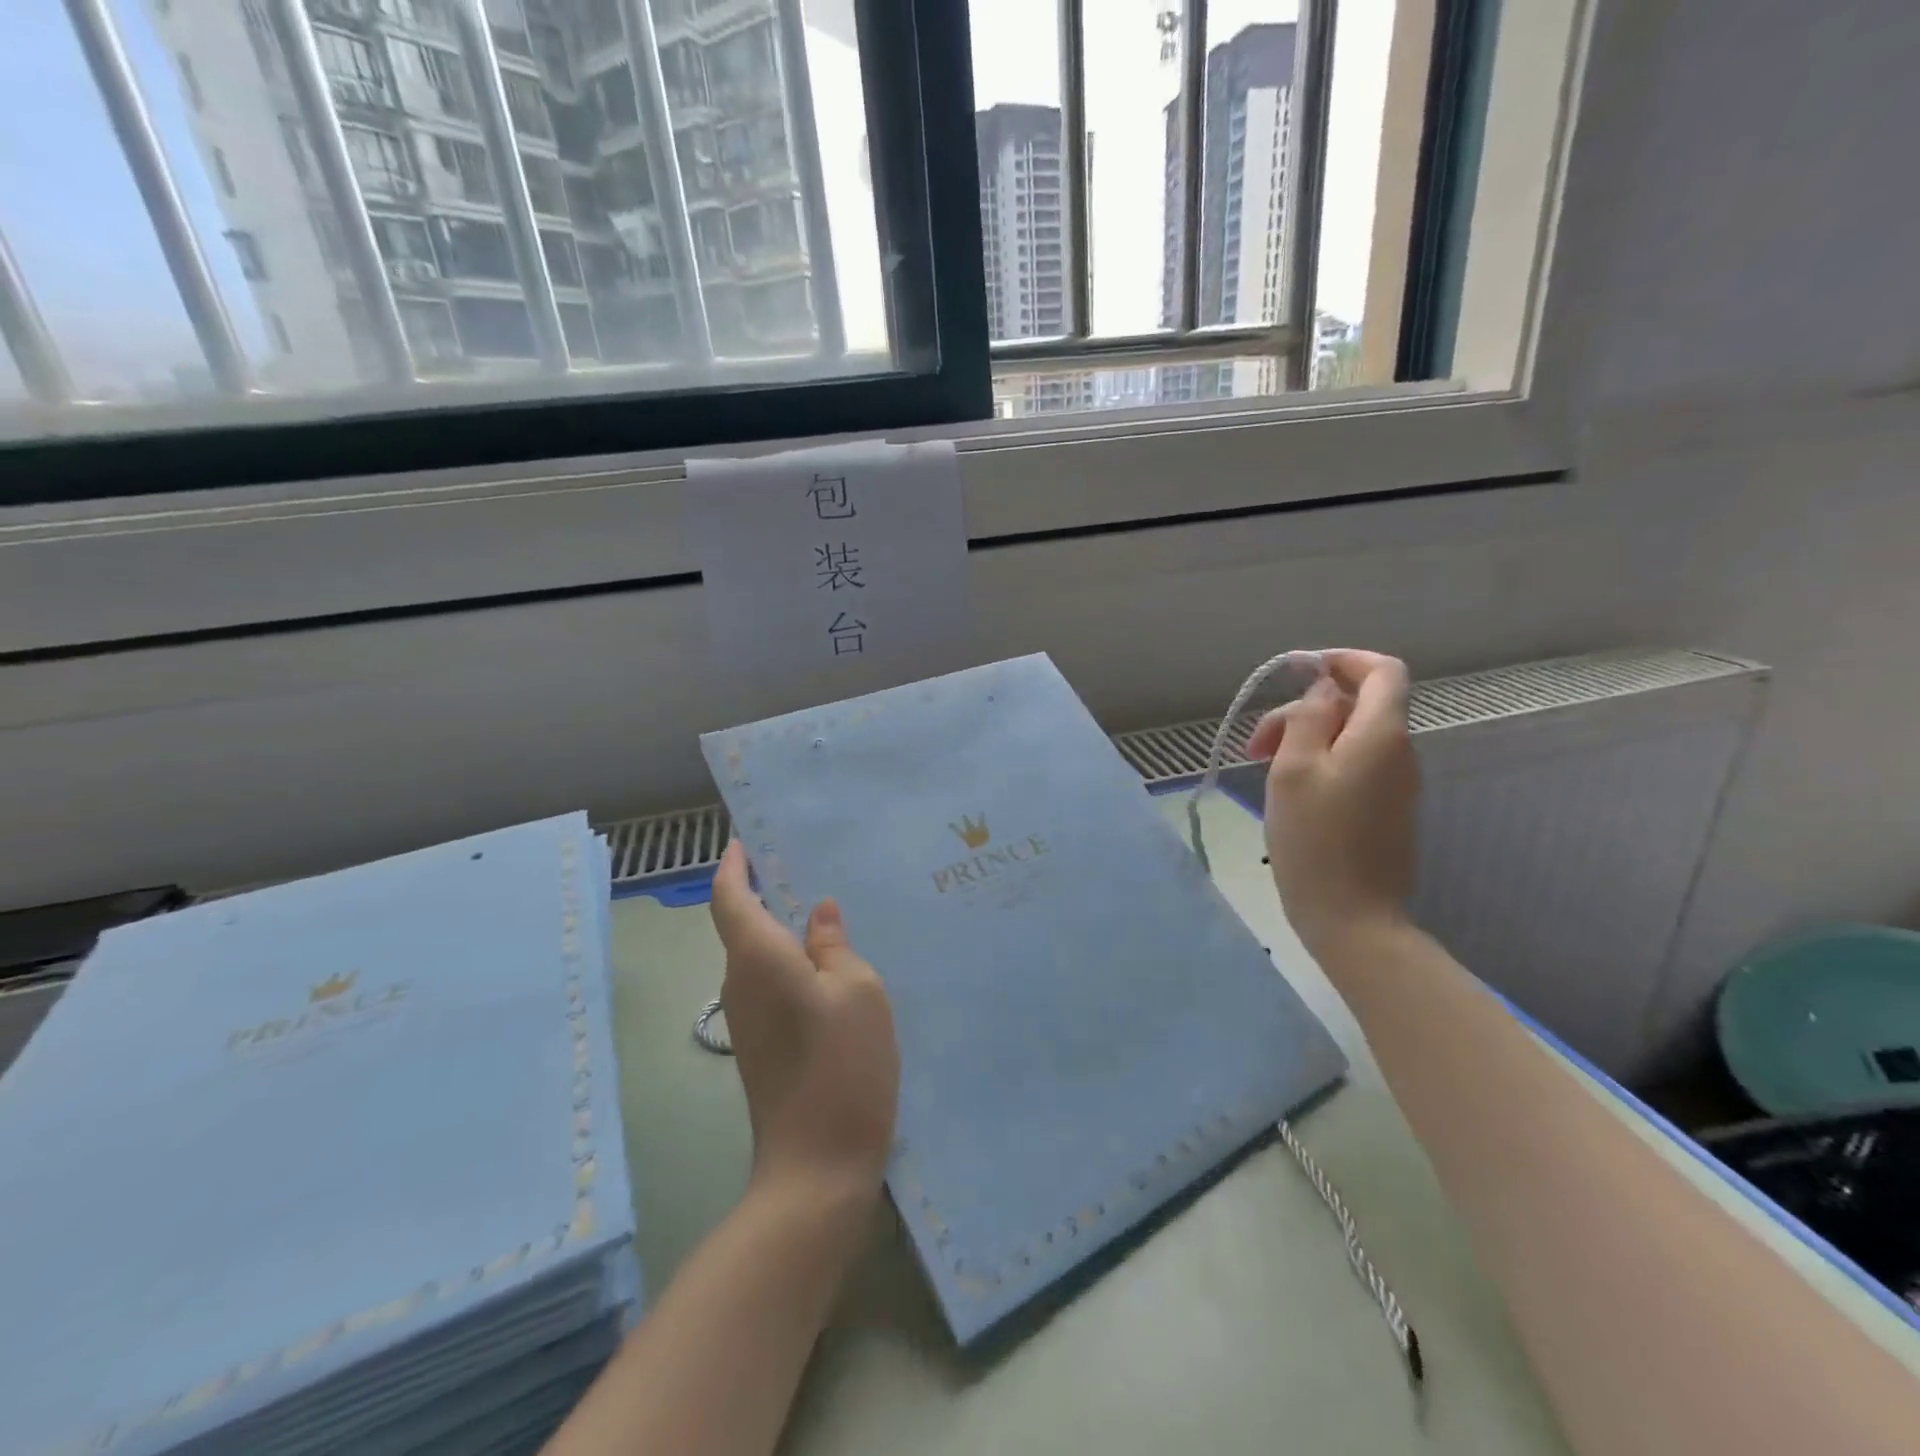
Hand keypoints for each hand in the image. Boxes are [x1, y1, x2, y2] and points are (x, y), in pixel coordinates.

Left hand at [709, 841, 899, 1199]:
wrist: (816, 1164)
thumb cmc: (842, 1064)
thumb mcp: (857, 990)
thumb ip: (834, 945)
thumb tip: (818, 914)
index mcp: (758, 958)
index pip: (729, 896)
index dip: (732, 864)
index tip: (743, 840)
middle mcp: (740, 982)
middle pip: (742, 924)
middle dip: (764, 891)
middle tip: (805, 863)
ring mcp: (746, 1017)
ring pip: (759, 955)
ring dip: (782, 929)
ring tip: (826, 909)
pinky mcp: (759, 1043)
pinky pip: (770, 983)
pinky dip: (791, 961)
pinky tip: (829, 963)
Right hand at [1244, 650, 1418, 960]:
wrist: (1351, 917)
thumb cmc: (1314, 839)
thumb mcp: (1294, 769)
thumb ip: (1309, 718)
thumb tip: (1324, 689)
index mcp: (1381, 735)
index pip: (1382, 671)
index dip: (1343, 661)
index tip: (1298, 670)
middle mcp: (1398, 752)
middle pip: (1356, 706)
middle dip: (1303, 711)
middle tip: (1255, 745)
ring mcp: (1395, 784)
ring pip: (1350, 737)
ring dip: (1305, 739)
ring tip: (1263, 769)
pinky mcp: (1385, 810)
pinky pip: (1354, 766)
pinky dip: (1320, 762)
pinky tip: (1288, 791)